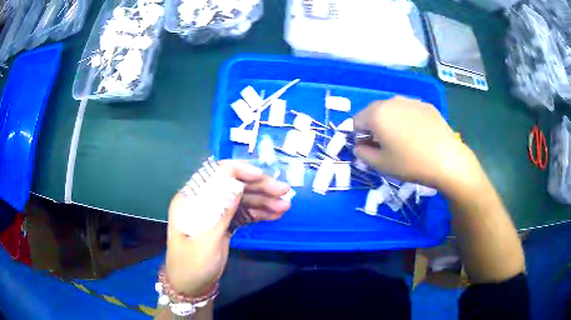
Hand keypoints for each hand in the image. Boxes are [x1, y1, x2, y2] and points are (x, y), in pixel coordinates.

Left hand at [165, 161, 290, 295]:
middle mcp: (204, 201)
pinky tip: (274, 215)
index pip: (215, 174)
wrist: (191, 286)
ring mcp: (215, 213)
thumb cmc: (192, 264)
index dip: (240, 171)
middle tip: (284, 191)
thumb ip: (221, 211)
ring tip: (285, 206)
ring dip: (264, 201)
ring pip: (242, 200)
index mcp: (191, 198)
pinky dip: (259, 214)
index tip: (262, 177)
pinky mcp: (224, 224)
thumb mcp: (206, 239)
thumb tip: (237, 184)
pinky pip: (244, 214)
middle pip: (234, 186)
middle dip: (259, 187)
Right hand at [353, 96, 479, 190]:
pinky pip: (409, 111)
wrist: (446, 159)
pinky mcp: (426, 105)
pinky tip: (420, 136)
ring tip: (405, 141)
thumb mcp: (381, 165)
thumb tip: (360, 146)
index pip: (357, 121)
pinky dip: (408, 121)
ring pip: (392, 110)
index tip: (372, 150)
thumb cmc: (410, 163)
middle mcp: (391, 101)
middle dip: (375, 128)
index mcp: (376, 114)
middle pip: (374, 112)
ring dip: (392, 123)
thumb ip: (362, 154)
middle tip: (387, 146)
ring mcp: (410, 101)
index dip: (360, 137)